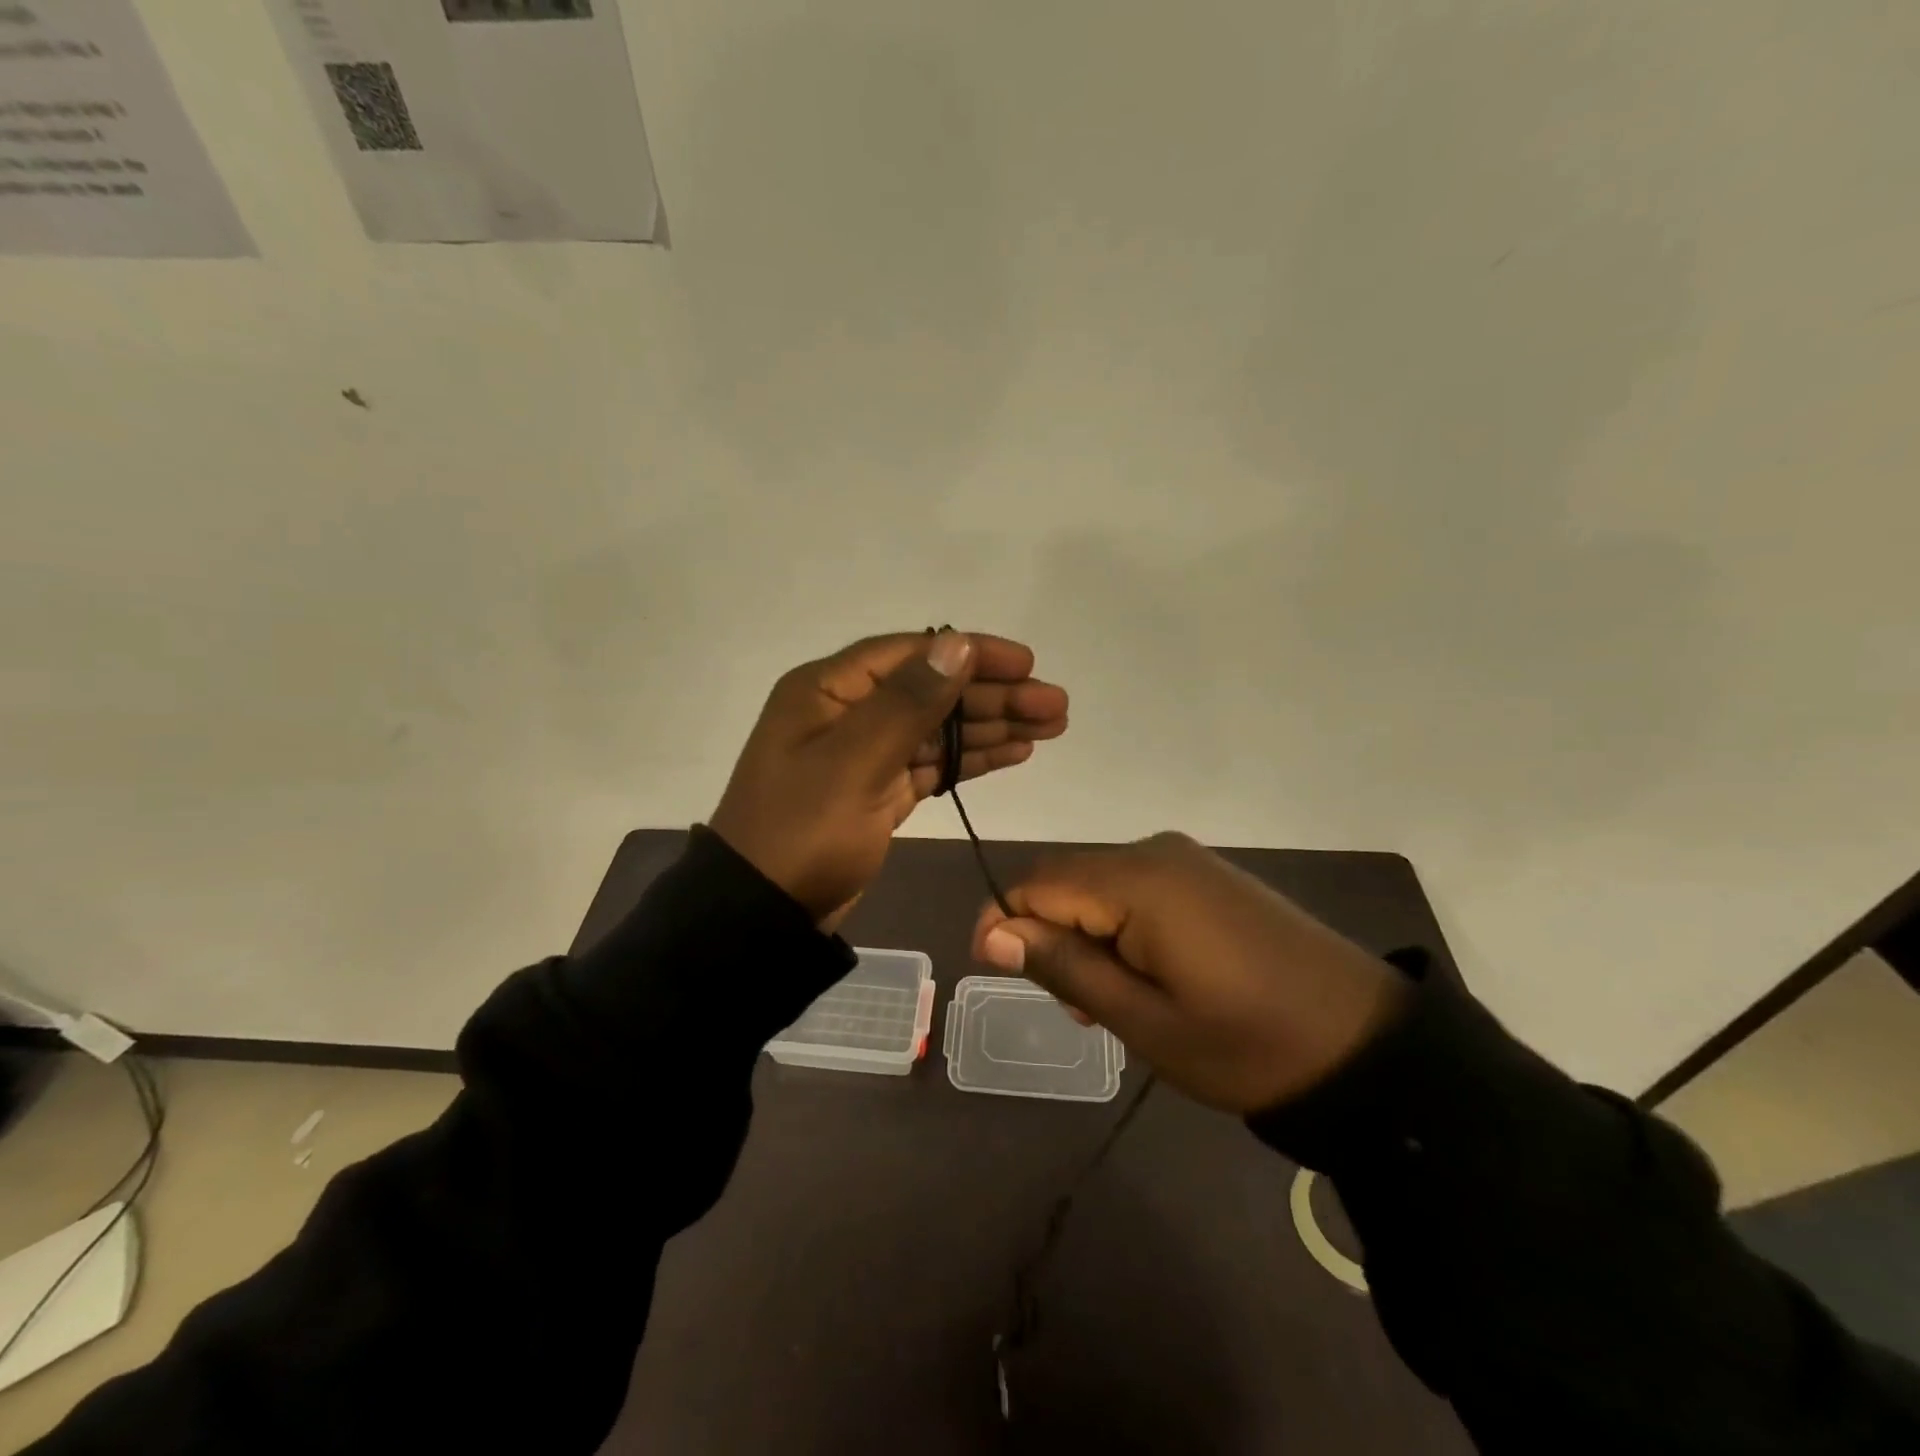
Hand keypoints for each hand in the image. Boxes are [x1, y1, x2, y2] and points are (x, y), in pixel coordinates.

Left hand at [711, 631, 1068, 930]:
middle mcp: (847, 713)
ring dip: (992, 726)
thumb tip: (958, 644)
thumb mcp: (854, 762)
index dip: (972, 654)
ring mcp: (864, 754)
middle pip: (932, 691)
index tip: (1027, 663)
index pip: (912, 654)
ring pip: (938, 729)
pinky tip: (1013, 753)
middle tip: (1056, 705)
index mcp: (829, 690)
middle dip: (995, 696)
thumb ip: (908, 702)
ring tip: (1051, 727)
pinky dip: (970, 759)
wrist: (763, 914)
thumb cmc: (802, 831)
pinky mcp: (878, 793)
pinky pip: (931, 765)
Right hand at [970, 833, 1408, 1113]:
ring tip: (1107, 1003)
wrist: (1367, 1045)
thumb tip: (995, 932)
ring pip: (1100, 885)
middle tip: (1070, 1006)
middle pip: (1067, 879)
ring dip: (1084, 935)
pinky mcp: (1209, 877)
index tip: (994, 973)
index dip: (1005, 922)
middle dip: (1048, 934)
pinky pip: (1138, 889)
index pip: (1038, 883)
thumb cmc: (1248, 1044)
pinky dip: (1120, 928)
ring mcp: (1187, 861)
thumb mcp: (1146, 1021)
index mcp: (1138, 881)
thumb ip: (1066, 967)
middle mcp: (1156, 852)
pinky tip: (1142, 975)